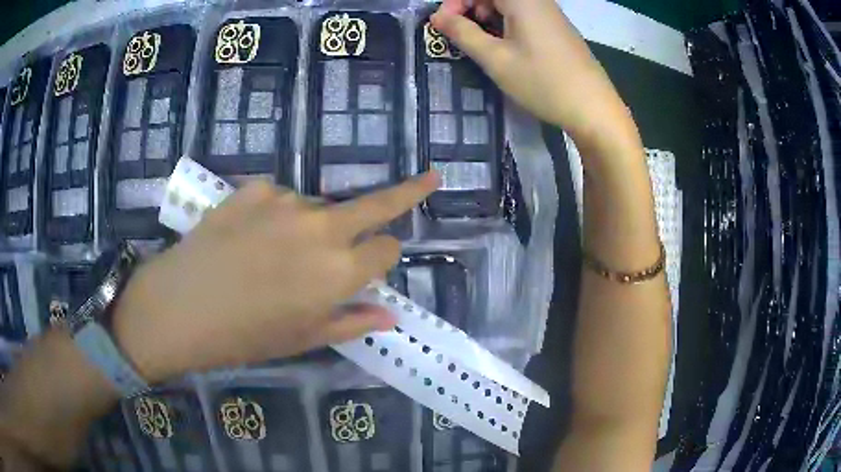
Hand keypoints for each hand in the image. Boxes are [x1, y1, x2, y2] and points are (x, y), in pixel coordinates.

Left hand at [112, 174, 438, 382]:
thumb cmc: (244, 336)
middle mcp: (321, 228)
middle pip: (377, 204)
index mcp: (339, 271)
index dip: (386, 256)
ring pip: (319, 208)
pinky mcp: (255, 188)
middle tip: (429, 178)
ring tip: (275, 254)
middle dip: (409, 191)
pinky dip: (276, 215)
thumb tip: (390, 315)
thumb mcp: (302, 339)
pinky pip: (280, 199)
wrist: (179, 307)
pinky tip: (249, 236)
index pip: (388, 249)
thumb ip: (352, 321)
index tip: (379, 260)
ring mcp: (286, 201)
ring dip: (314, 225)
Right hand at [431, 0, 636, 142]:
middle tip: (463, 36)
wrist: (595, 110)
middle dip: (471, 9)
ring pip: (508, 5)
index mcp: (522, 0)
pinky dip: (506, 25)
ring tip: (484, 46)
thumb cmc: (543, 83)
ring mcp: (551, 13)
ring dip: (487, 18)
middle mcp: (538, 0)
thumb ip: (463, 33)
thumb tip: (437, 16)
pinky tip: (507, 48)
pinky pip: (524, 15)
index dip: (455, 2)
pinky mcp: (557, 28)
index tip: (444, 25)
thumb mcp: (496, 59)